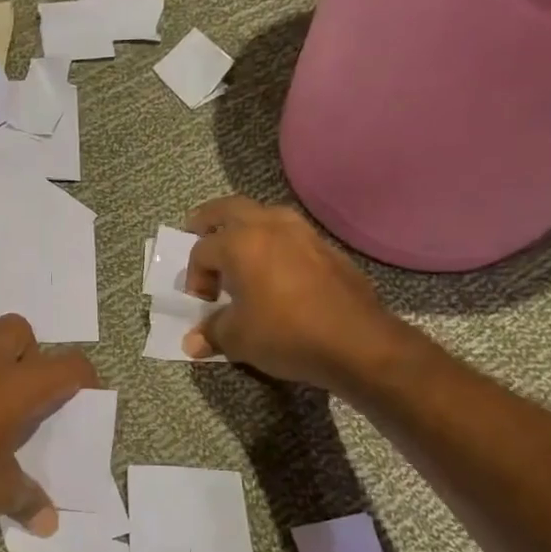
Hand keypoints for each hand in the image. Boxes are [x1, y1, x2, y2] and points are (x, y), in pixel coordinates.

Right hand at [182, 196, 400, 390]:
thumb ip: (212, 333)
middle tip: (196, 228)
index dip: (194, 277)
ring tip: (239, 247)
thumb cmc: (286, 334)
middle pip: (229, 209)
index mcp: (240, 244)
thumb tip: (192, 342)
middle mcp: (270, 227)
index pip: (202, 251)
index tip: (202, 303)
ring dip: (246, 225)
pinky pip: (290, 233)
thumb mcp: (239, 339)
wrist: (357, 342)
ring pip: (265, 214)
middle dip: (209, 219)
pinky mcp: (327, 248)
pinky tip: (276, 267)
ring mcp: (303, 233)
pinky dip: (274, 241)